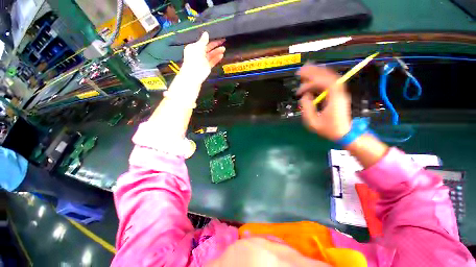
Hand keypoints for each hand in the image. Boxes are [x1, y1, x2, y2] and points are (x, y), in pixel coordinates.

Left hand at [181, 32, 225, 82]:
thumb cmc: (194, 59)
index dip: (209, 39)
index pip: (202, 42)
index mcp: (194, 47)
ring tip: (223, 48)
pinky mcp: (207, 66)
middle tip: (222, 41)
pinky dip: (217, 58)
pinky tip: (221, 55)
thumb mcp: (198, 47)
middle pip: (208, 48)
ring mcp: (203, 60)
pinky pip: (213, 61)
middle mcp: (199, 53)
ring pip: (211, 54)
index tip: (216, 36)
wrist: (194, 73)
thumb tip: (206, 33)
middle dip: (215, 45)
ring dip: (217, 51)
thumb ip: (203, 40)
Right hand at [297, 65, 351, 140]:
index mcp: (335, 99)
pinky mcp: (337, 94)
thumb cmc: (329, 129)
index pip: (325, 83)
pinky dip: (320, 78)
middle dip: (314, 71)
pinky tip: (313, 78)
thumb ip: (307, 108)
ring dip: (317, 72)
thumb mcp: (313, 122)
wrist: (345, 133)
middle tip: (301, 70)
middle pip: (328, 76)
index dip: (311, 81)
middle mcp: (339, 92)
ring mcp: (339, 92)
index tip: (300, 88)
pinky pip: (329, 82)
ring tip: (306, 70)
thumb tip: (304, 96)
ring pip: (329, 77)